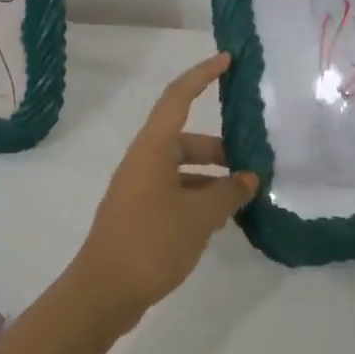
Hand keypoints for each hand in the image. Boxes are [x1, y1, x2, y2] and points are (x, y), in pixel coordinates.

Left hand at [70, 52, 260, 324]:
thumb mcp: (199, 216)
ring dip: (211, 177)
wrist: (103, 293)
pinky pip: (174, 192)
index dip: (202, 75)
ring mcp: (138, 189)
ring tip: (242, 197)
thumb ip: (229, 193)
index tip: (227, 60)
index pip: (178, 97)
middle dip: (219, 147)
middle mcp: (143, 161)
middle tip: (251, 164)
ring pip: (181, 169)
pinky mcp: (139, 214)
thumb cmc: (151, 242)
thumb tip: (248, 178)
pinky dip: (198, 198)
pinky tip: (220, 220)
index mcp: (153, 149)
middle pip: (184, 138)